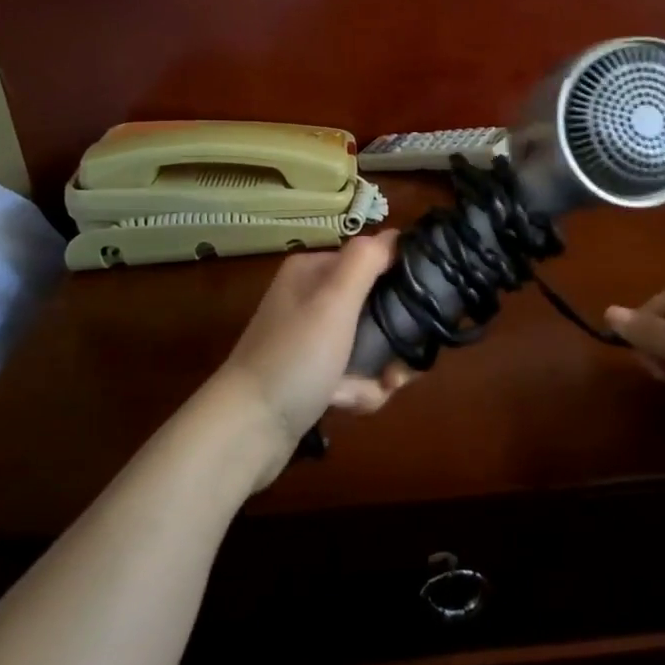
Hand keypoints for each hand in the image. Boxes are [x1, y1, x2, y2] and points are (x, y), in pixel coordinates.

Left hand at [213, 233, 415, 473]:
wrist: (246, 430)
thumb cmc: (294, 358)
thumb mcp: (333, 300)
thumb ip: (366, 261)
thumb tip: (396, 235)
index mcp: (314, 271)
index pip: (375, 261)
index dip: (402, 286)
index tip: (418, 317)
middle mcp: (312, 298)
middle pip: (378, 308)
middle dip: (393, 342)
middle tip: (396, 370)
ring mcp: (312, 337)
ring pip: (372, 345)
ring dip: (379, 372)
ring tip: (368, 392)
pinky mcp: (313, 372)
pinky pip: (355, 373)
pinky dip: (359, 389)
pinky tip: (348, 404)